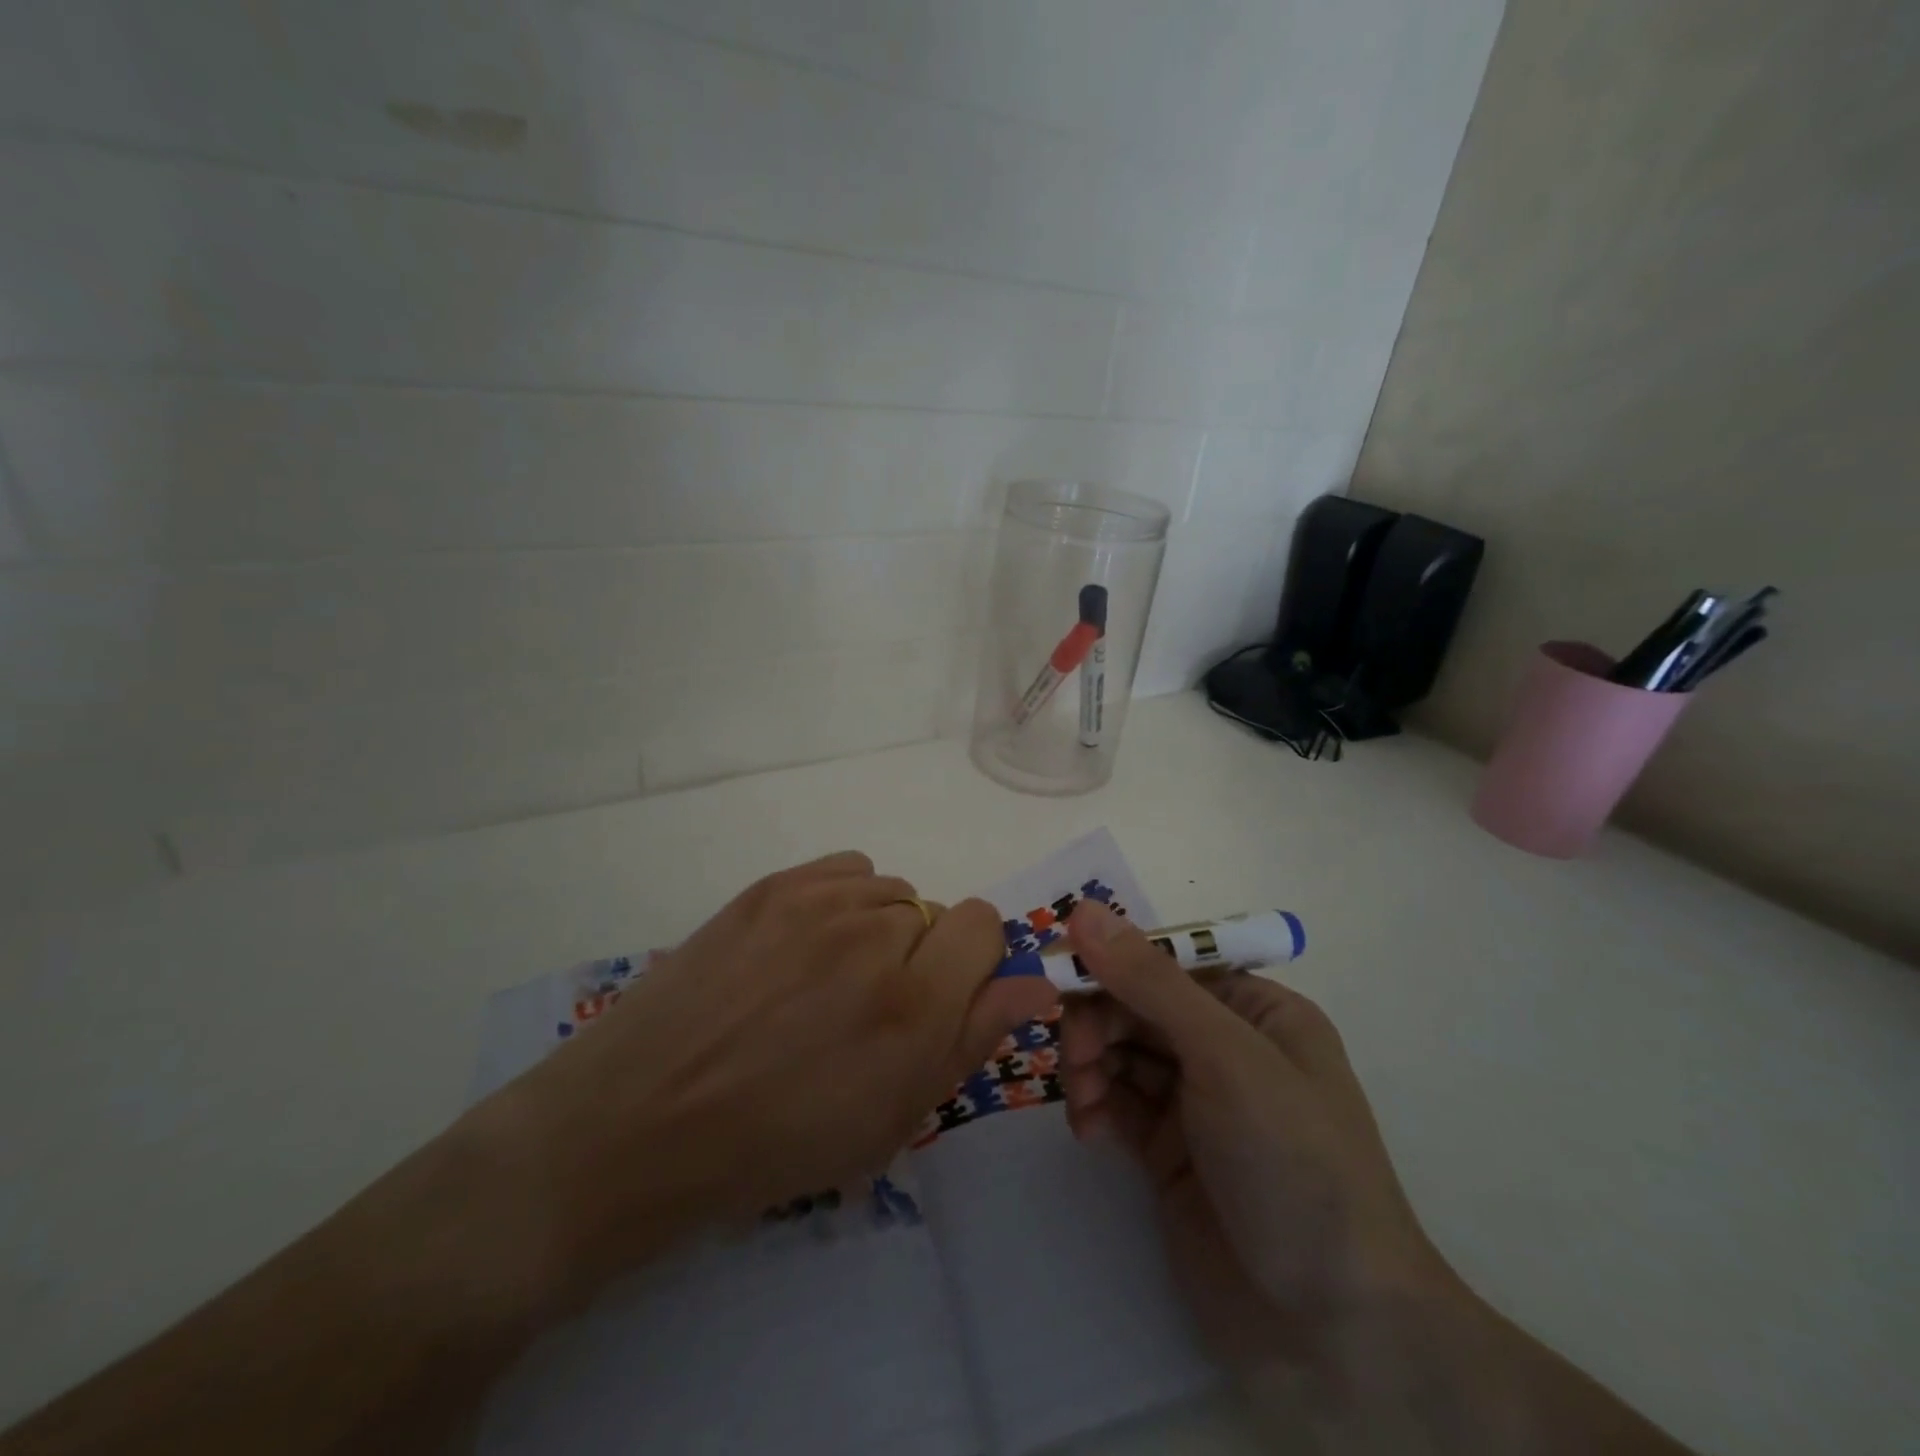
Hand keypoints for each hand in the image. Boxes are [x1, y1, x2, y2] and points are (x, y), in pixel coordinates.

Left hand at [492, 851, 1056, 1296]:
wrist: (642, 1120)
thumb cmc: (776, 1144)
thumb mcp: (891, 1119)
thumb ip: (971, 1039)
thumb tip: (1034, 983)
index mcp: (913, 1003)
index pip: (985, 924)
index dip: (973, 963)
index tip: (941, 1000)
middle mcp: (875, 934)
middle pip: (935, 911)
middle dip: (921, 957)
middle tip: (867, 1009)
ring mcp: (818, 901)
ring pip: (890, 891)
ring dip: (879, 930)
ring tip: (826, 980)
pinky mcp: (772, 885)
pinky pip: (846, 870)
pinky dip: (844, 901)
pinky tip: (805, 946)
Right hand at [1058, 900, 1453, 1376]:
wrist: (1333, 1330)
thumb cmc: (1293, 1163)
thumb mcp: (1226, 1057)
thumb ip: (1151, 982)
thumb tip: (1084, 910)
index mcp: (1256, 1010)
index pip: (1168, 962)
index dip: (1113, 961)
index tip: (1059, 974)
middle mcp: (1225, 1047)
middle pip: (1138, 1005)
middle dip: (1099, 1021)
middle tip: (1075, 1055)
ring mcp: (1196, 1102)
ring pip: (1120, 1051)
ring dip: (1089, 1063)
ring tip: (1081, 1098)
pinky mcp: (1169, 1151)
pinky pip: (1116, 1102)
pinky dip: (1093, 1104)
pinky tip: (1086, 1128)